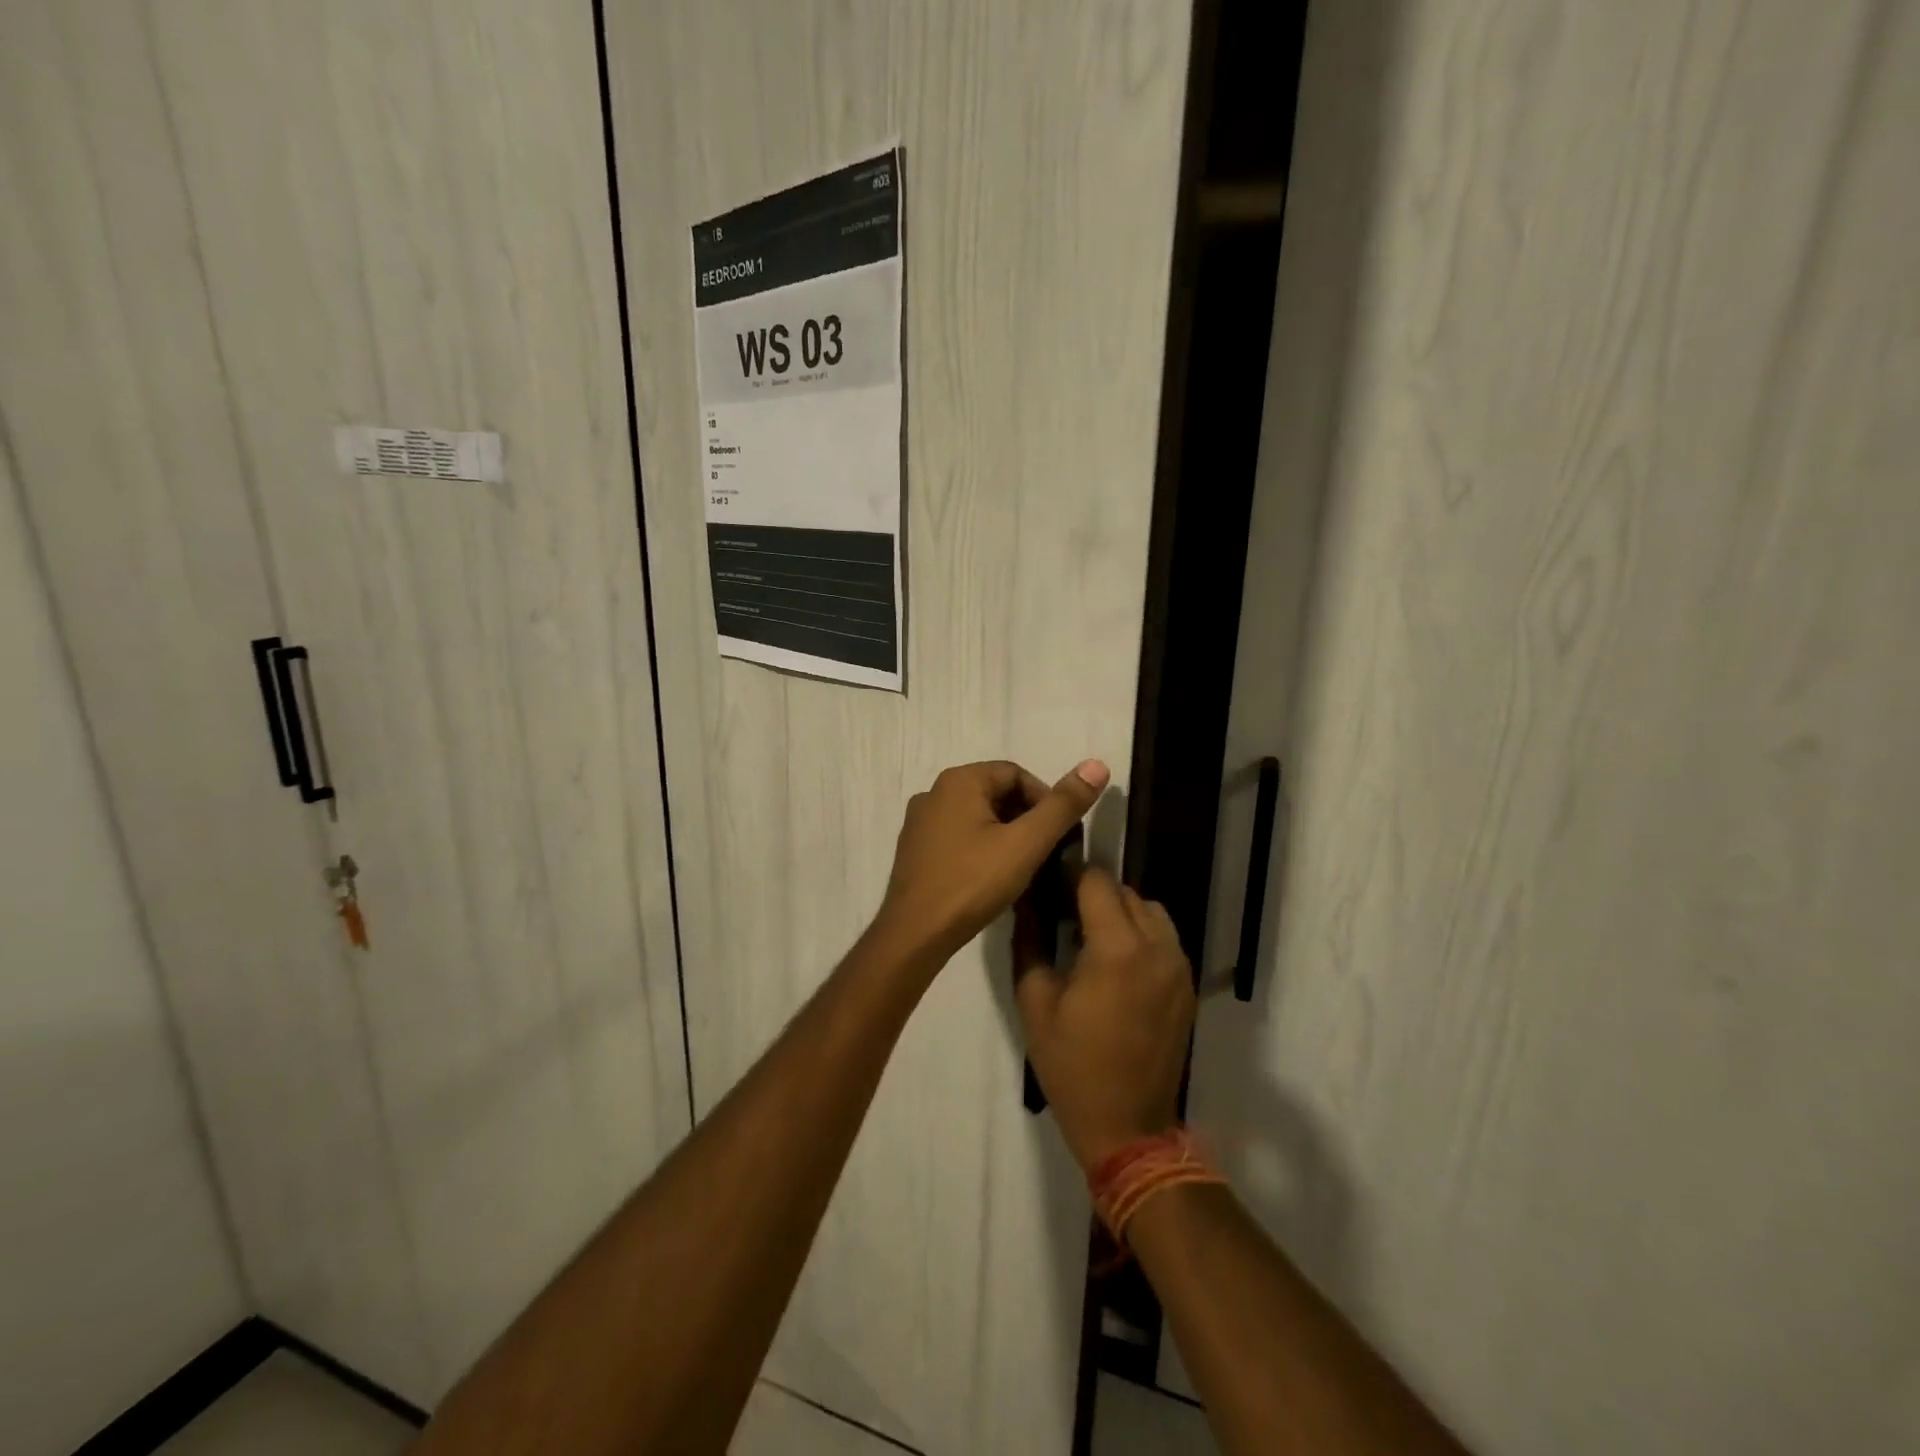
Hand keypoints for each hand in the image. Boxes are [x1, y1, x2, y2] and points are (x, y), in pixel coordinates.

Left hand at [874, 758, 1109, 965]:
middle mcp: (934, 791)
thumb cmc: (973, 883)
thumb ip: (1062, 805)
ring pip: (977, 816)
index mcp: (959, 780)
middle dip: (1026, 817)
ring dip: (1005, 834)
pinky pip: (958, 835)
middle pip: (996, 793)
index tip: (1061, 834)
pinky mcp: (915, 848)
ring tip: (1024, 867)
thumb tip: (1097, 765)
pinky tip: (992, 876)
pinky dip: (981, 846)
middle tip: (1046, 852)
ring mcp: (920, 821)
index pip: (1016, 774)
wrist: (915, 934)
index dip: (1046, 800)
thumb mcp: (1026, 844)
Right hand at [1014, 867, 1194, 1172]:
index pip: (1096, 881)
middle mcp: (1157, 947)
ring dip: (1120, 911)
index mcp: (1118, 949)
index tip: (1047, 885)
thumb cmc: (1071, 1065)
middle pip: (1124, 891)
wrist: (1128, 1126)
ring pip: (1149, 909)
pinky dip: (1141, 933)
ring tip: (1091, 936)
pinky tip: (1117, 961)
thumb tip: (1026, 899)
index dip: (1068, 875)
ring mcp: (1179, 966)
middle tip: (1062, 913)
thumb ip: (1030, 940)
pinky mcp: (1188, 985)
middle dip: (1092, 893)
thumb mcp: (1034, 1001)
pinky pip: (1165, 937)